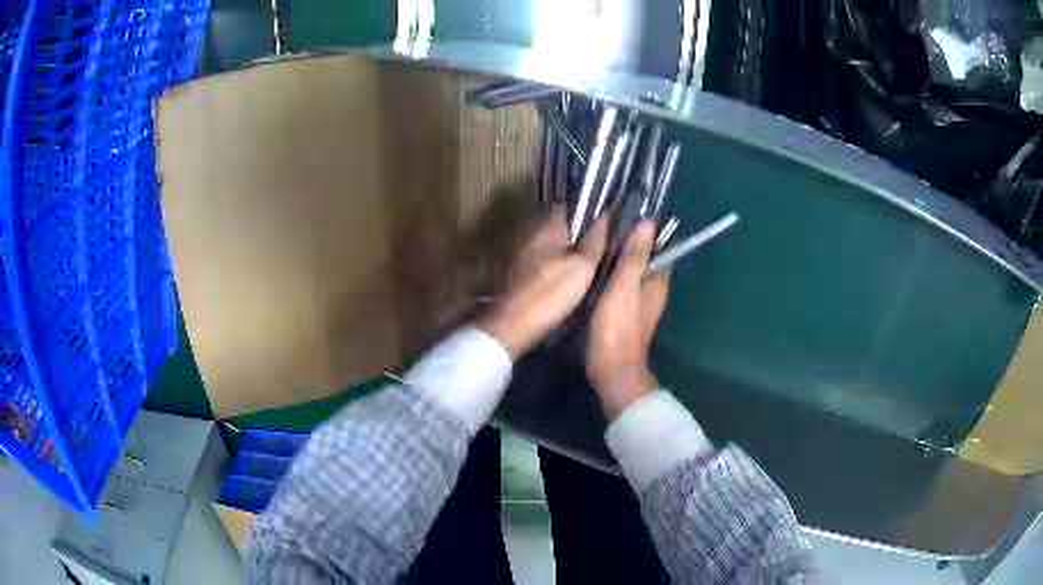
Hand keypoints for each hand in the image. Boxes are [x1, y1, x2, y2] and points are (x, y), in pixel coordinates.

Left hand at [479, 208, 607, 357]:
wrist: (515, 326)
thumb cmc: (550, 293)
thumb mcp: (582, 267)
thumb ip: (594, 240)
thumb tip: (606, 214)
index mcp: (546, 228)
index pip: (568, 206)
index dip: (589, 209)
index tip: (609, 216)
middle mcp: (533, 237)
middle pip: (562, 227)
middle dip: (582, 231)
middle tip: (608, 240)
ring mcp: (525, 258)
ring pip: (555, 246)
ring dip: (572, 250)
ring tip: (597, 260)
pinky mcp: (524, 277)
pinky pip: (549, 263)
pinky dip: (562, 266)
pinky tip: (576, 279)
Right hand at [587, 220, 669, 418]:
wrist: (612, 369)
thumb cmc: (618, 326)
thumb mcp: (624, 286)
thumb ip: (635, 256)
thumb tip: (648, 222)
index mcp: (657, 280)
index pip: (658, 246)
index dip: (644, 230)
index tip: (625, 213)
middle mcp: (653, 288)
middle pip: (644, 257)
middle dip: (629, 241)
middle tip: (604, 224)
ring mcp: (639, 301)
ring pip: (632, 270)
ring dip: (619, 256)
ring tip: (596, 241)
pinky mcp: (625, 311)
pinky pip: (622, 283)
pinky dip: (612, 273)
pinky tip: (594, 269)